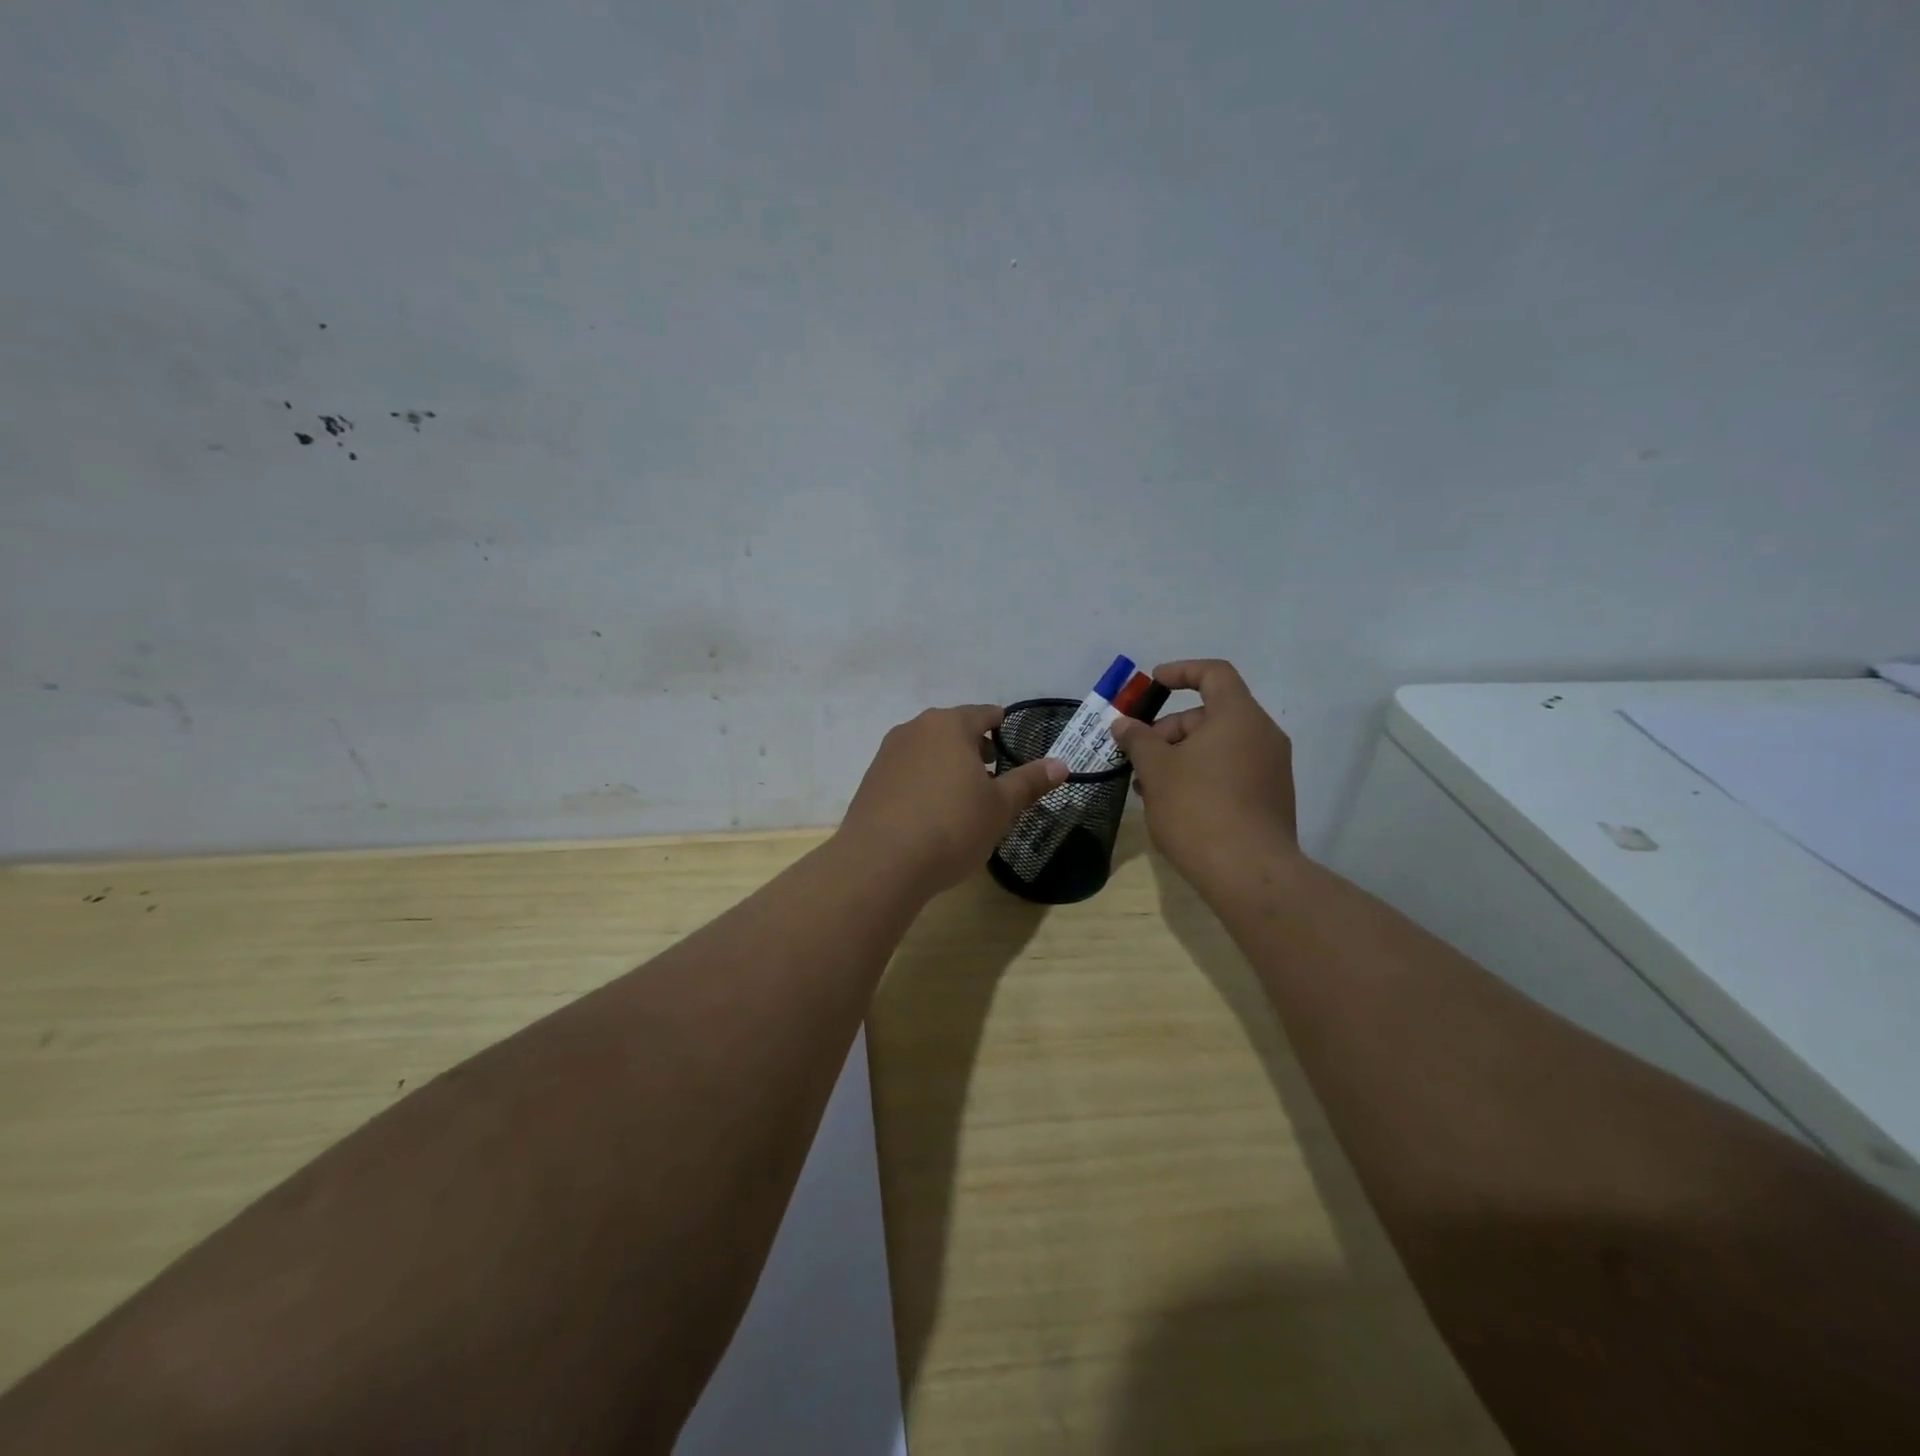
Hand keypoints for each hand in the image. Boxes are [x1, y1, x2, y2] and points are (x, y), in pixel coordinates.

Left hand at [839, 705, 1067, 894]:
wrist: (880, 862)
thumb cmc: (951, 826)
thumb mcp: (999, 807)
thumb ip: (1029, 782)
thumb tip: (1061, 764)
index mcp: (950, 725)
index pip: (984, 714)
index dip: (1002, 727)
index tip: (1013, 745)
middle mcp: (915, 729)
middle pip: (953, 730)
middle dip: (975, 748)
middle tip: (993, 776)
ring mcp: (888, 754)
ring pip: (928, 750)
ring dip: (948, 765)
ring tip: (963, 797)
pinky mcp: (871, 780)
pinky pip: (907, 772)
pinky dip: (924, 782)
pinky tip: (931, 813)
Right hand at [1110, 660, 1300, 887]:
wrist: (1249, 873)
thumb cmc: (1198, 808)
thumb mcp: (1156, 769)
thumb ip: (1138, 740)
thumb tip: (1124, 724)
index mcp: (1239, 717)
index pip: (1214, 673)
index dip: (1181, 671)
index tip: (1153, 683)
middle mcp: (1263, 735)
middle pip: (1211, 715)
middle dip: (1169, 730)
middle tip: (1138, 756)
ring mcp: (1271, 769)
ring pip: (1218, 747)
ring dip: (1181, 757)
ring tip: (1149, 787)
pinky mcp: (1270, 799)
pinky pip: (1231, 771)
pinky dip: (1201, 776)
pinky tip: (1174, 805)